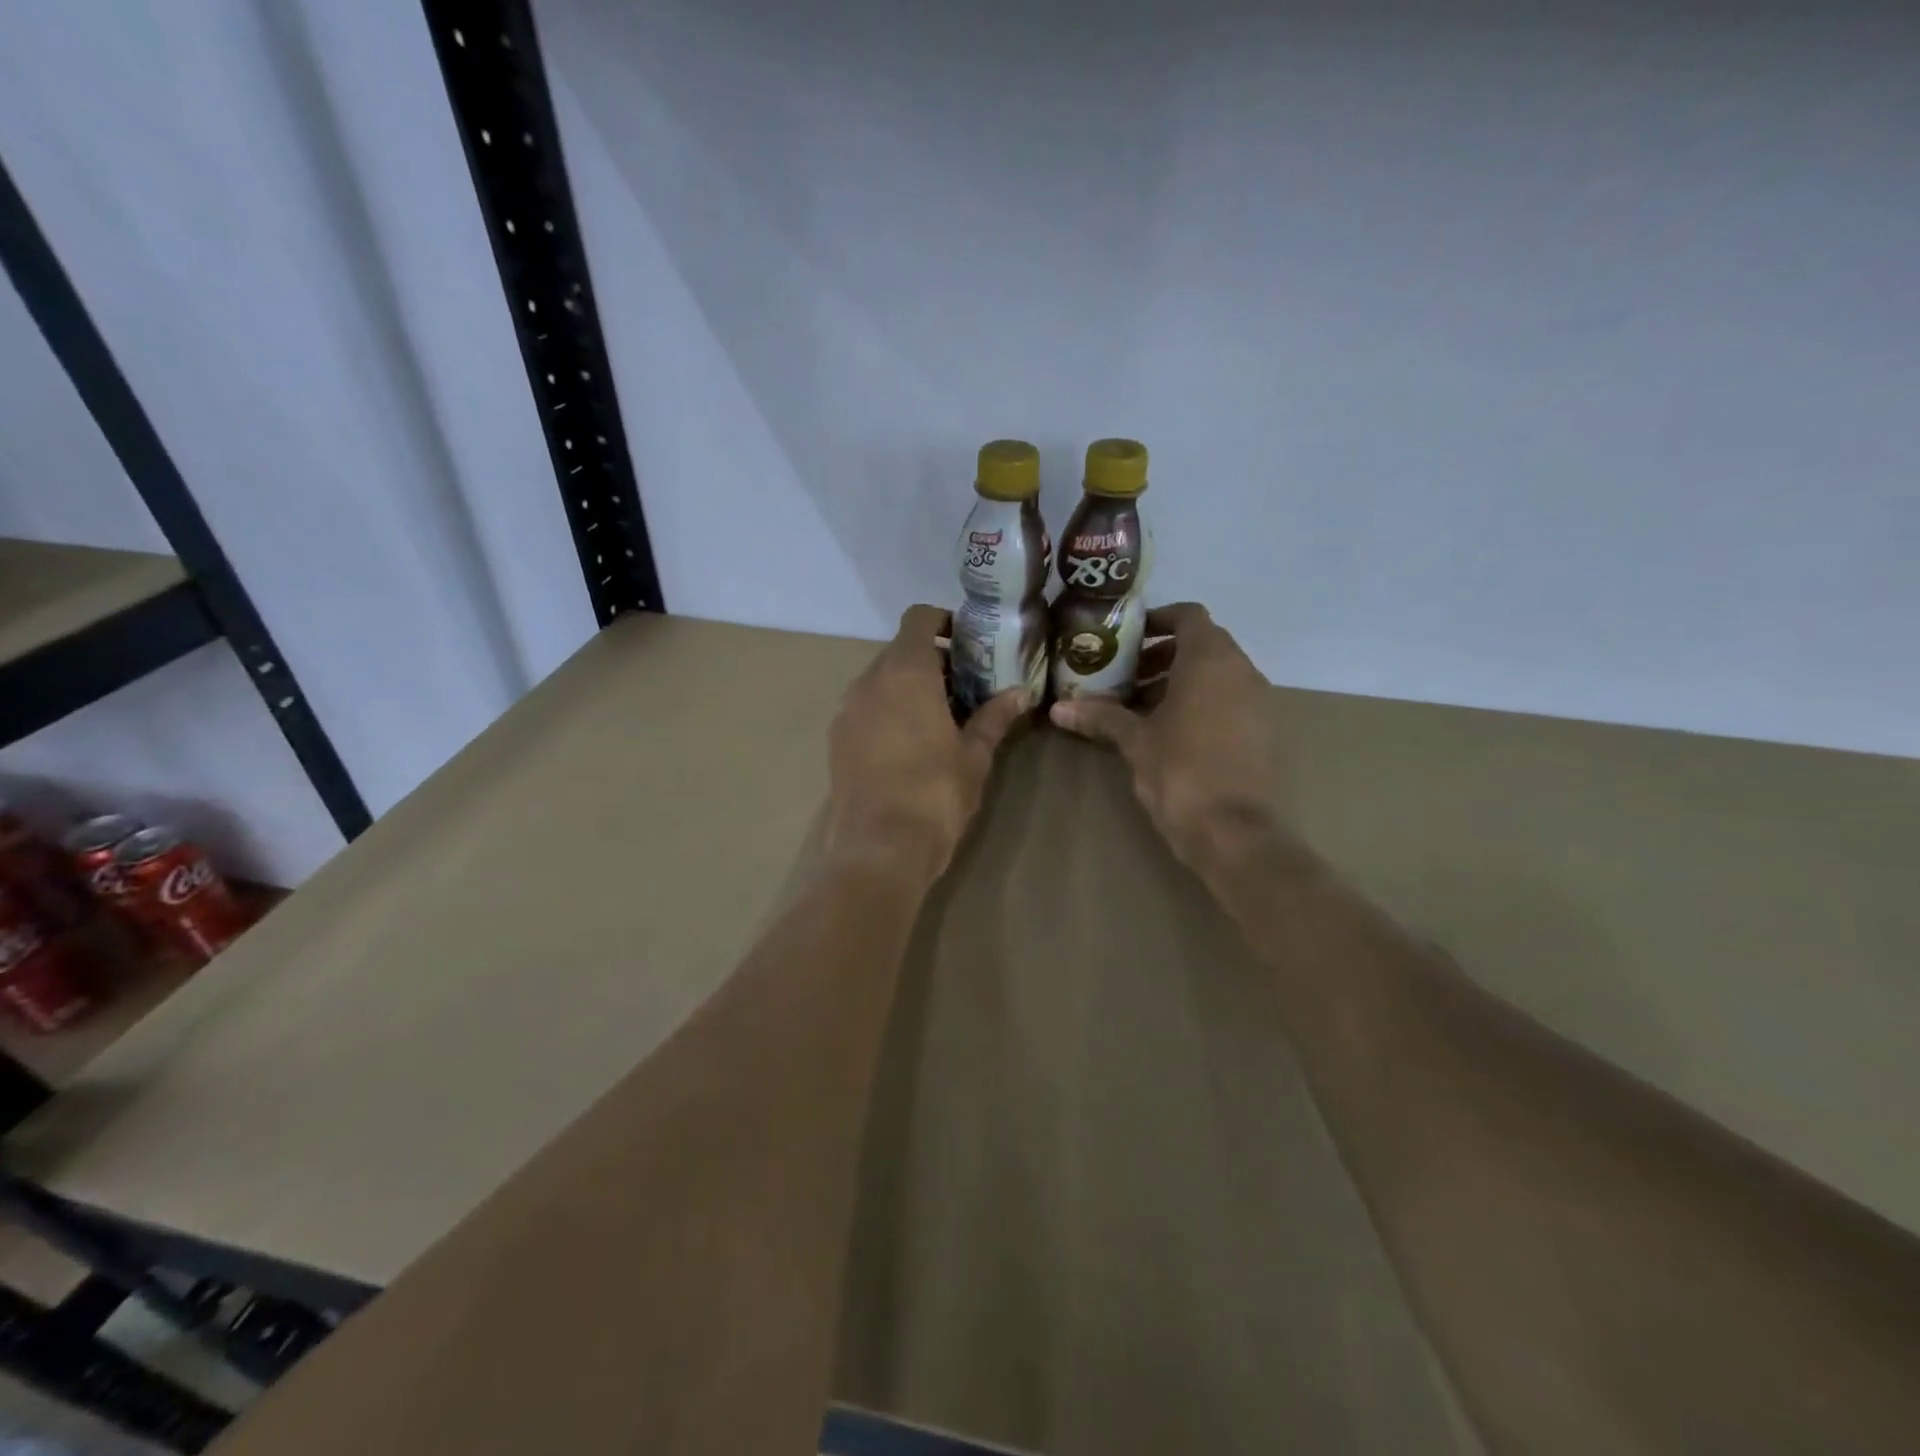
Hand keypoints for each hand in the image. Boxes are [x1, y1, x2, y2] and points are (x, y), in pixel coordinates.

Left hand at [827, 605, 1031, 882]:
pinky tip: (908, 743)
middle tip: (963, 686)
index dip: (943, 621)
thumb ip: (994, 717)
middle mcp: (868, 681)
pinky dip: (887, 709)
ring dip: (907, 686)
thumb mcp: (974, 755)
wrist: (879, 849)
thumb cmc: (935, 794)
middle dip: (931, 660)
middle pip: (899, 650)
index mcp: (905, 672)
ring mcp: (846, 710)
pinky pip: (865, 707)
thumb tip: (1020, 693)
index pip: (918, 619)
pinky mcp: (836, 738)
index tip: (967, 642)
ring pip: (880, 680)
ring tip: (938, 717)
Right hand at [1049, 603, 1282, 871]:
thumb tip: (1057, 709)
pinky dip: (1202, 703)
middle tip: (1127, 676)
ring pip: (1218, 674)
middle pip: (1203, 644)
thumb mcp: (1135, 741)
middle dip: (1163, 655)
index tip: (1128, 637)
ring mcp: (1259, 701)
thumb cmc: (1181, 772)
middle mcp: (1242, 670)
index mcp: (1210, 660)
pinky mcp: (1265, 731)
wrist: (1235, 832)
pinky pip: (1231, 700)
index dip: (1158, 619)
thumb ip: (1101, 717)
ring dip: (1181, 681)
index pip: (1188, 615)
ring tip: (1142, 707)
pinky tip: (1172, 733)